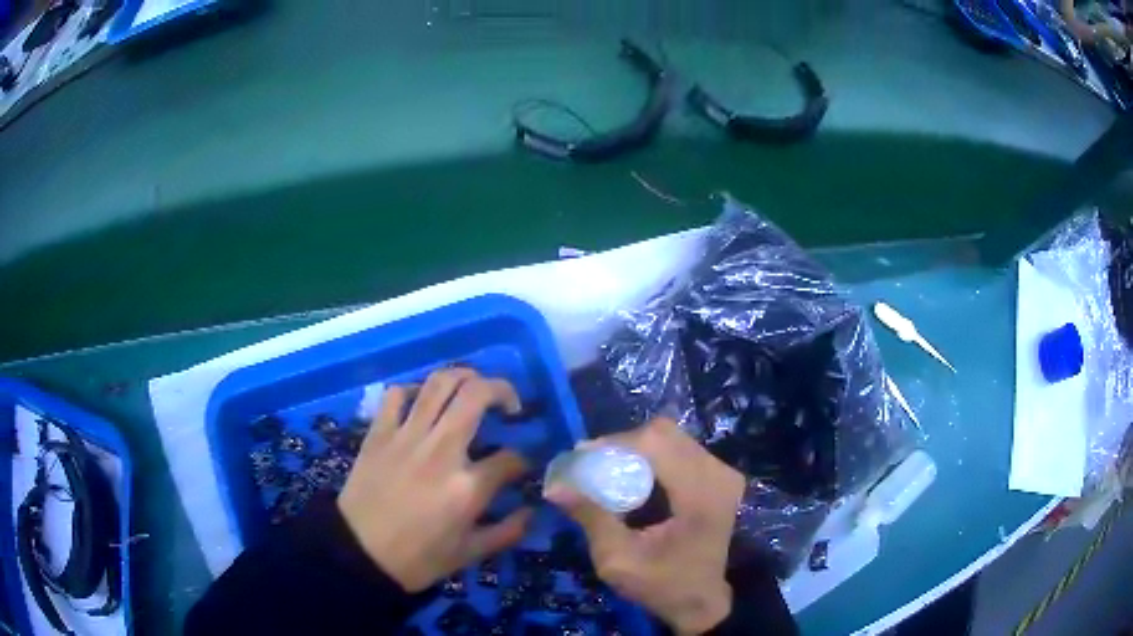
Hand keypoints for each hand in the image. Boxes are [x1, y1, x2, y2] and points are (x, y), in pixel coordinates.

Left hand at [338, 368, 532, 591]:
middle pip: (477, 395)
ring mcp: (407, 436)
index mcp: (467, 486)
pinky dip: (413, 390)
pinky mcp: (379, 433)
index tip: (520, 467)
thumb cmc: (417, 558)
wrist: (359, 554)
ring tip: (473, 388)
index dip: (523, 460)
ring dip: (464, 376)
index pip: (511, 457)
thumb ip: (507, 531)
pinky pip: (396, 394)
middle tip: (509, 405)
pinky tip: (422, 402)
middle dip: (503, 391)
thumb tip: (531, 511)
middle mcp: (441, 450)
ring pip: (439, 383)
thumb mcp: (469, 554)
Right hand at [545, 418, 745, 634]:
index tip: (580, 457)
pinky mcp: (720, 478)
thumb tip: (554, 486)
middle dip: (622, 444)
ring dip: (636, 449)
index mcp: (700, 492)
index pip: (656, 443)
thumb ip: (591, 518)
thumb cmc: (663, 586)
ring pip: (672, 439)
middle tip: (592, 464)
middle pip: (664, 434)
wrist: (702, 602)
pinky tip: (633, 478)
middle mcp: (718, 473)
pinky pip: (680, 451)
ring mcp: (723, 473)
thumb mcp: (618, 560)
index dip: (615, 442)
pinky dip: (651, 457)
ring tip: (607, 469)